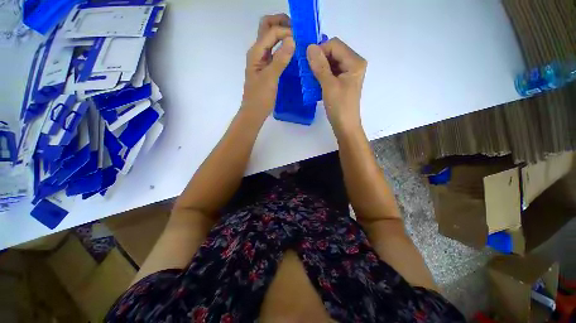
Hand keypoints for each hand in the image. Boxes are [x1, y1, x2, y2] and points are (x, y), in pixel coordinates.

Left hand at [241, 14, 294, 120]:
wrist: (254, 112)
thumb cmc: (260, 98)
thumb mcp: (270, 79)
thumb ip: (280, 60)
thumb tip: (292, 40)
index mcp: (256, 53)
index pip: (271, 32)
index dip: (286, 32)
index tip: (299, 41)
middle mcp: (258, 53)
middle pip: (267, 29)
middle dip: (281, 24)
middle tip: (297, 30)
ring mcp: (262, 61)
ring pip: (272, 40)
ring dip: (283, 35)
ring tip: (298, 40)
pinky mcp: (267, 69)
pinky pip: (275, 53)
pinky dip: (283, 49)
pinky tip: (293, 54)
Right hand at [307, 38, 366, 132]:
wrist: (345, 126)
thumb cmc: (339, 107)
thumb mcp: (329, 86)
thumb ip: (320, 66)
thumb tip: (309, 47)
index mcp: (355, 62)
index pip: (335, 45)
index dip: (320, 50)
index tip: (308, 63)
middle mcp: (354, 64)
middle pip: (333, 52)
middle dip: (319, 59)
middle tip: (308, 71)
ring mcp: (348, 73)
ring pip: (331, 62)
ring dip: (319, 67)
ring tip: (310, 77)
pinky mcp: (343, 81)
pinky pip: (331, 72)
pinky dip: (322, 74)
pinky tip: (315, 82)